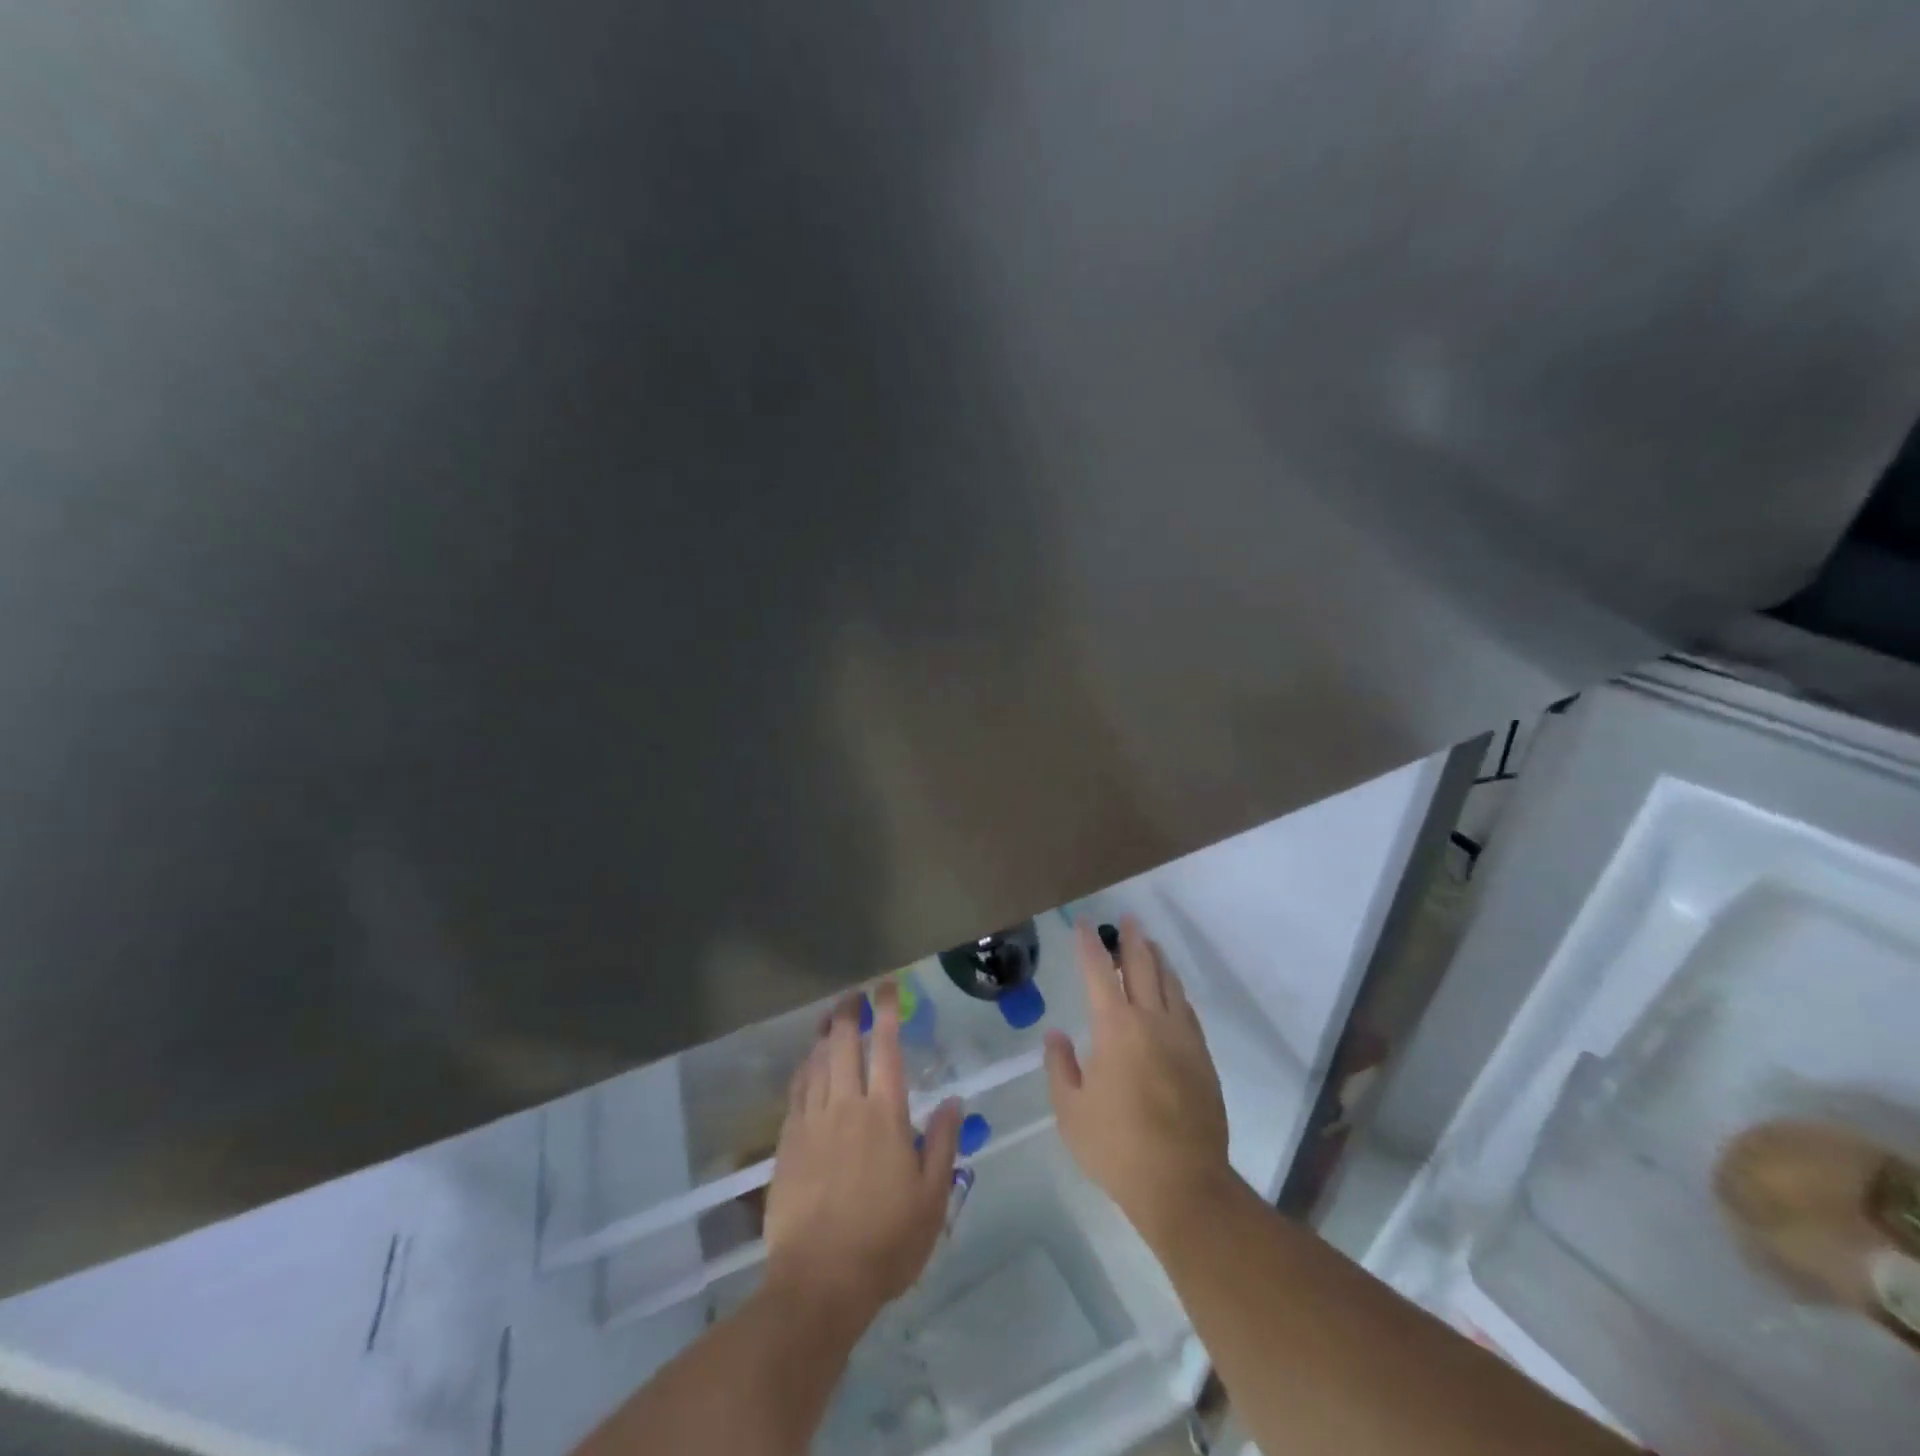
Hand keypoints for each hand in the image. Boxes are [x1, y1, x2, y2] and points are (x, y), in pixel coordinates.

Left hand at [763, 981, 962, 1331]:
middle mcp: (846, 1106)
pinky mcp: (788, 1144)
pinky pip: (796, 1091)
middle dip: (848, 1013)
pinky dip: (803, 1069)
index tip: (887, 988)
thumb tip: (952, 1100)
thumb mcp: (932, 1198)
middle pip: (843, 1045)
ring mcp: (812, 1123)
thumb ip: (942, 1143)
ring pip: (816, 1063)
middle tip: (853, 995)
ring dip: (823, 1035)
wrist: (818, 1283)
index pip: (886, 1048)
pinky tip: (806, 1064)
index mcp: (885, 1115)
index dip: (887, 1012)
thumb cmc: (885, 1242)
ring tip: (829, 1018)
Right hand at [1044, 918, 1232, 1245]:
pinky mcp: (1203, 1059)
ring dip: (1158, 960)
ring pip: (1170, 984)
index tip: (1083, 924)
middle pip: (1142, 967)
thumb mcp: (1070, 1111)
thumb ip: (1060, 1067)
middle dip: (1132, 940)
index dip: (1089, 944)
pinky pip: (1187, 1011)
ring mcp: (1182, 1038)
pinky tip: (1173, 992)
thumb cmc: (1117, 1147)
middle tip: (1127, 919)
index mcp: (1115, 1028)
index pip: (1098, 972)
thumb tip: (1057, 1036)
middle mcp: (1151, 1021)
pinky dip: (1176, 991)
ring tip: (1150, 945)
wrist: (1183, 1184)